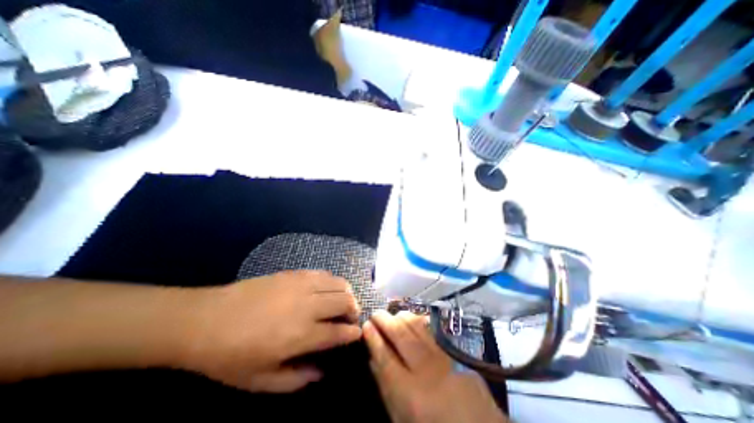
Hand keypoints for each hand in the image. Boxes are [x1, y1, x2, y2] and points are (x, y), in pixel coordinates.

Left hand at [179, 270, 360, 392]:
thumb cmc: (231, 356)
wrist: (207, 320)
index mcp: (301, 336)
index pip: (338, 332)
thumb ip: (296, 379)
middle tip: (351, 316)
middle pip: (345, 302)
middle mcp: (307, 307)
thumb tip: (322, 372)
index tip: (357, 333)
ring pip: (338, 284)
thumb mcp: (261, 380)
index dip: (352, 332)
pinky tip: (327, 287)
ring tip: (343, 300)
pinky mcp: (294, 274)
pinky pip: (323, 273)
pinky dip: (332, 281)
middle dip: (354, 309)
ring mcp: (302, 286)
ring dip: (347, 292)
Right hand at [364, 310, 505, 422]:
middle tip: (375, 313)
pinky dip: (419, 320)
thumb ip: (386, 388)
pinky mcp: (454, 351)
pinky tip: (412, 318)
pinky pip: (433, 329)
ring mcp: (443, 357)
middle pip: (400, 335)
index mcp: (410, 394)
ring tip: (392, 315)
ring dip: (401, 317)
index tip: (366, 325)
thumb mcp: (402, 418)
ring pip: (416, 327)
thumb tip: (373, 359)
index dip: (373, 338)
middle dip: (385, 320)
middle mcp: (426, 370)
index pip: (385, 357)